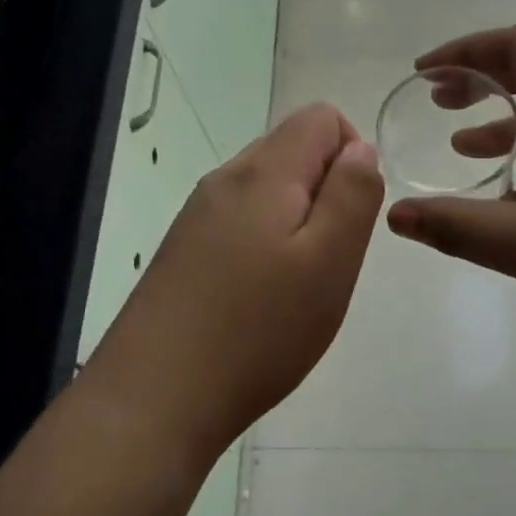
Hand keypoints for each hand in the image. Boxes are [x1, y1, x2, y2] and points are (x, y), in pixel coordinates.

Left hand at [84, 104, 382, 462]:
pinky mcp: (183, 250)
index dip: (353, 154)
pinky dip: (266, 245)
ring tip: (296, 286)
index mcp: (263, 172)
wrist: (155, 397)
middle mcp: (225, 180)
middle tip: (328, 259)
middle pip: (291, 150)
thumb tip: (360, 148)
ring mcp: (197, 215)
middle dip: (326, 191)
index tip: (351, 217)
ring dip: (297, 222)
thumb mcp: (330, 261)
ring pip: (267, 190)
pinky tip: (260, 299)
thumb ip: (352, 195)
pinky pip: (240, 223)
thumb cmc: (258, 329)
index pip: (321, 117)